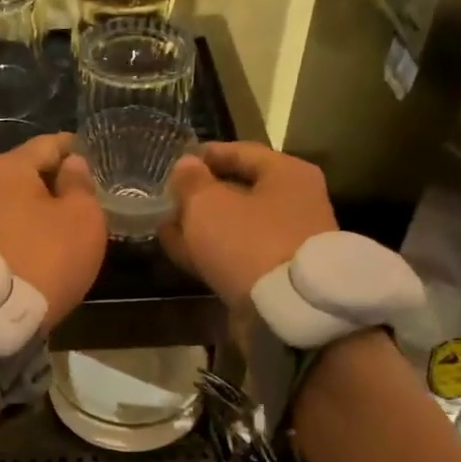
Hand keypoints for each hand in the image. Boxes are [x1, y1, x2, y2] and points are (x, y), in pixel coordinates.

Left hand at [0, 133, 106, 327]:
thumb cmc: (48, 256)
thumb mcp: (82, 217)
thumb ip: (79, 184)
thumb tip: (70, 165)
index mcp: (8, 168)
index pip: (49, 144)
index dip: (75, 149)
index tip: (94, 158)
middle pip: (28, 173)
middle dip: (55, 181)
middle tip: (85, 197)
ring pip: (16, 203)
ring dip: (39, 209)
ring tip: (67, 226)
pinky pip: (6, 229)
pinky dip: (26, 232)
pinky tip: (44, 248)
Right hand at [162, 142, 338, 305]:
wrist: (289, 309)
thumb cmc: (249, 241)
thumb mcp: (208, 204)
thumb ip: (191, 181)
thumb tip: (186, 165)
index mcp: (286, 174)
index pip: (241, 152)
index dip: (205, 155)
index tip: (175, 162)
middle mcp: (294, 203)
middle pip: (240, 190)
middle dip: (201, 196)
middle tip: (168, 199)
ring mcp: (288, 241)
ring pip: (236, 226)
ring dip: (202, 227)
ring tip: (166, 228)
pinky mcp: (277, 275)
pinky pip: (238, 254)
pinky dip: (211, 252)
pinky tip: (181, 253)